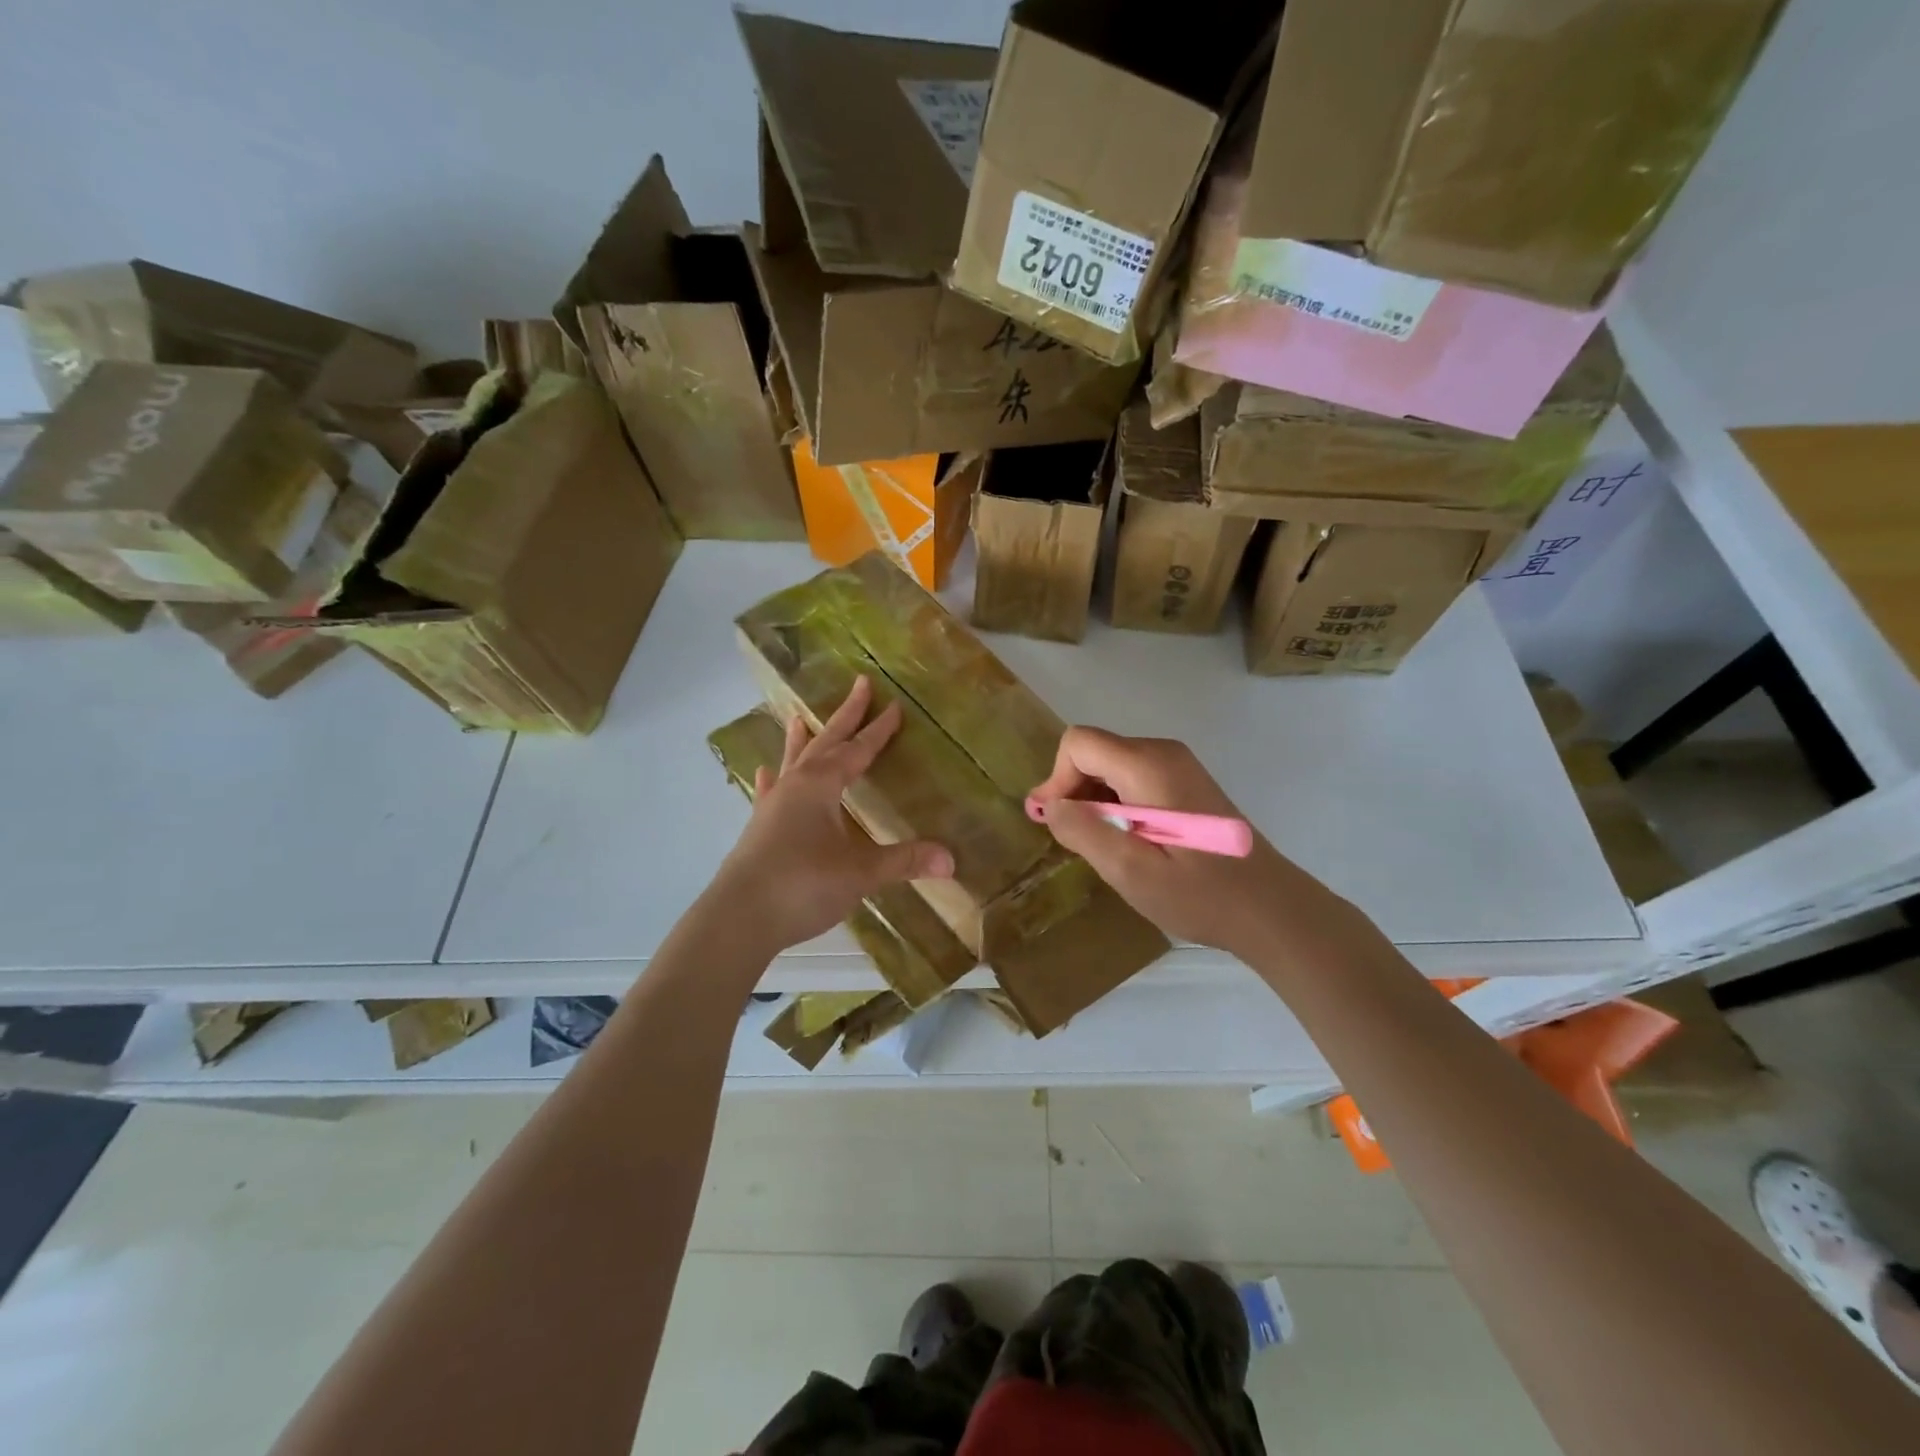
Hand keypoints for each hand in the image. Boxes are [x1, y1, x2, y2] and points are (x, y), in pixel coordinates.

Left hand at [709, 677, 953, 954]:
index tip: (894, 705)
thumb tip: (951, 859)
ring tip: (798, 717)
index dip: (878, 729)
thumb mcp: (860, 873)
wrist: (739, 918)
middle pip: (825, 742)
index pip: (857, 750)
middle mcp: (795, 786)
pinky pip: (769, 793)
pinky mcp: (759, 829)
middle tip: (860, 685)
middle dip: (846, 716)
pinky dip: (772, 780)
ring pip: (793, 762)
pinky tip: (765, 774)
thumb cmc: (803, 885)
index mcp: (821, 785)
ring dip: (802, 740)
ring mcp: (772, 806)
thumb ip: (904, 862)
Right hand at [1029, 727, 1340, 962]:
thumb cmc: (1200, 894)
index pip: (1078, 744)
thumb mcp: (1131, 871)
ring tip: (1102, 846)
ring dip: (1094, 800)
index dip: (1057, 780)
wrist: (1270, 908)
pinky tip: (1128, 841)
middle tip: (1074, 841)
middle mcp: (1163, 752)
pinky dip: (1116, 802)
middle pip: (1094, 751)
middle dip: (1073, 791)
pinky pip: (1133, 776)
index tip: (1057, 823)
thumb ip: (1084, 831)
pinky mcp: (1186, 781)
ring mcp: (1178, 765)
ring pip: (1111, 764)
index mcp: (1148, 767)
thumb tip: (1049, 805)